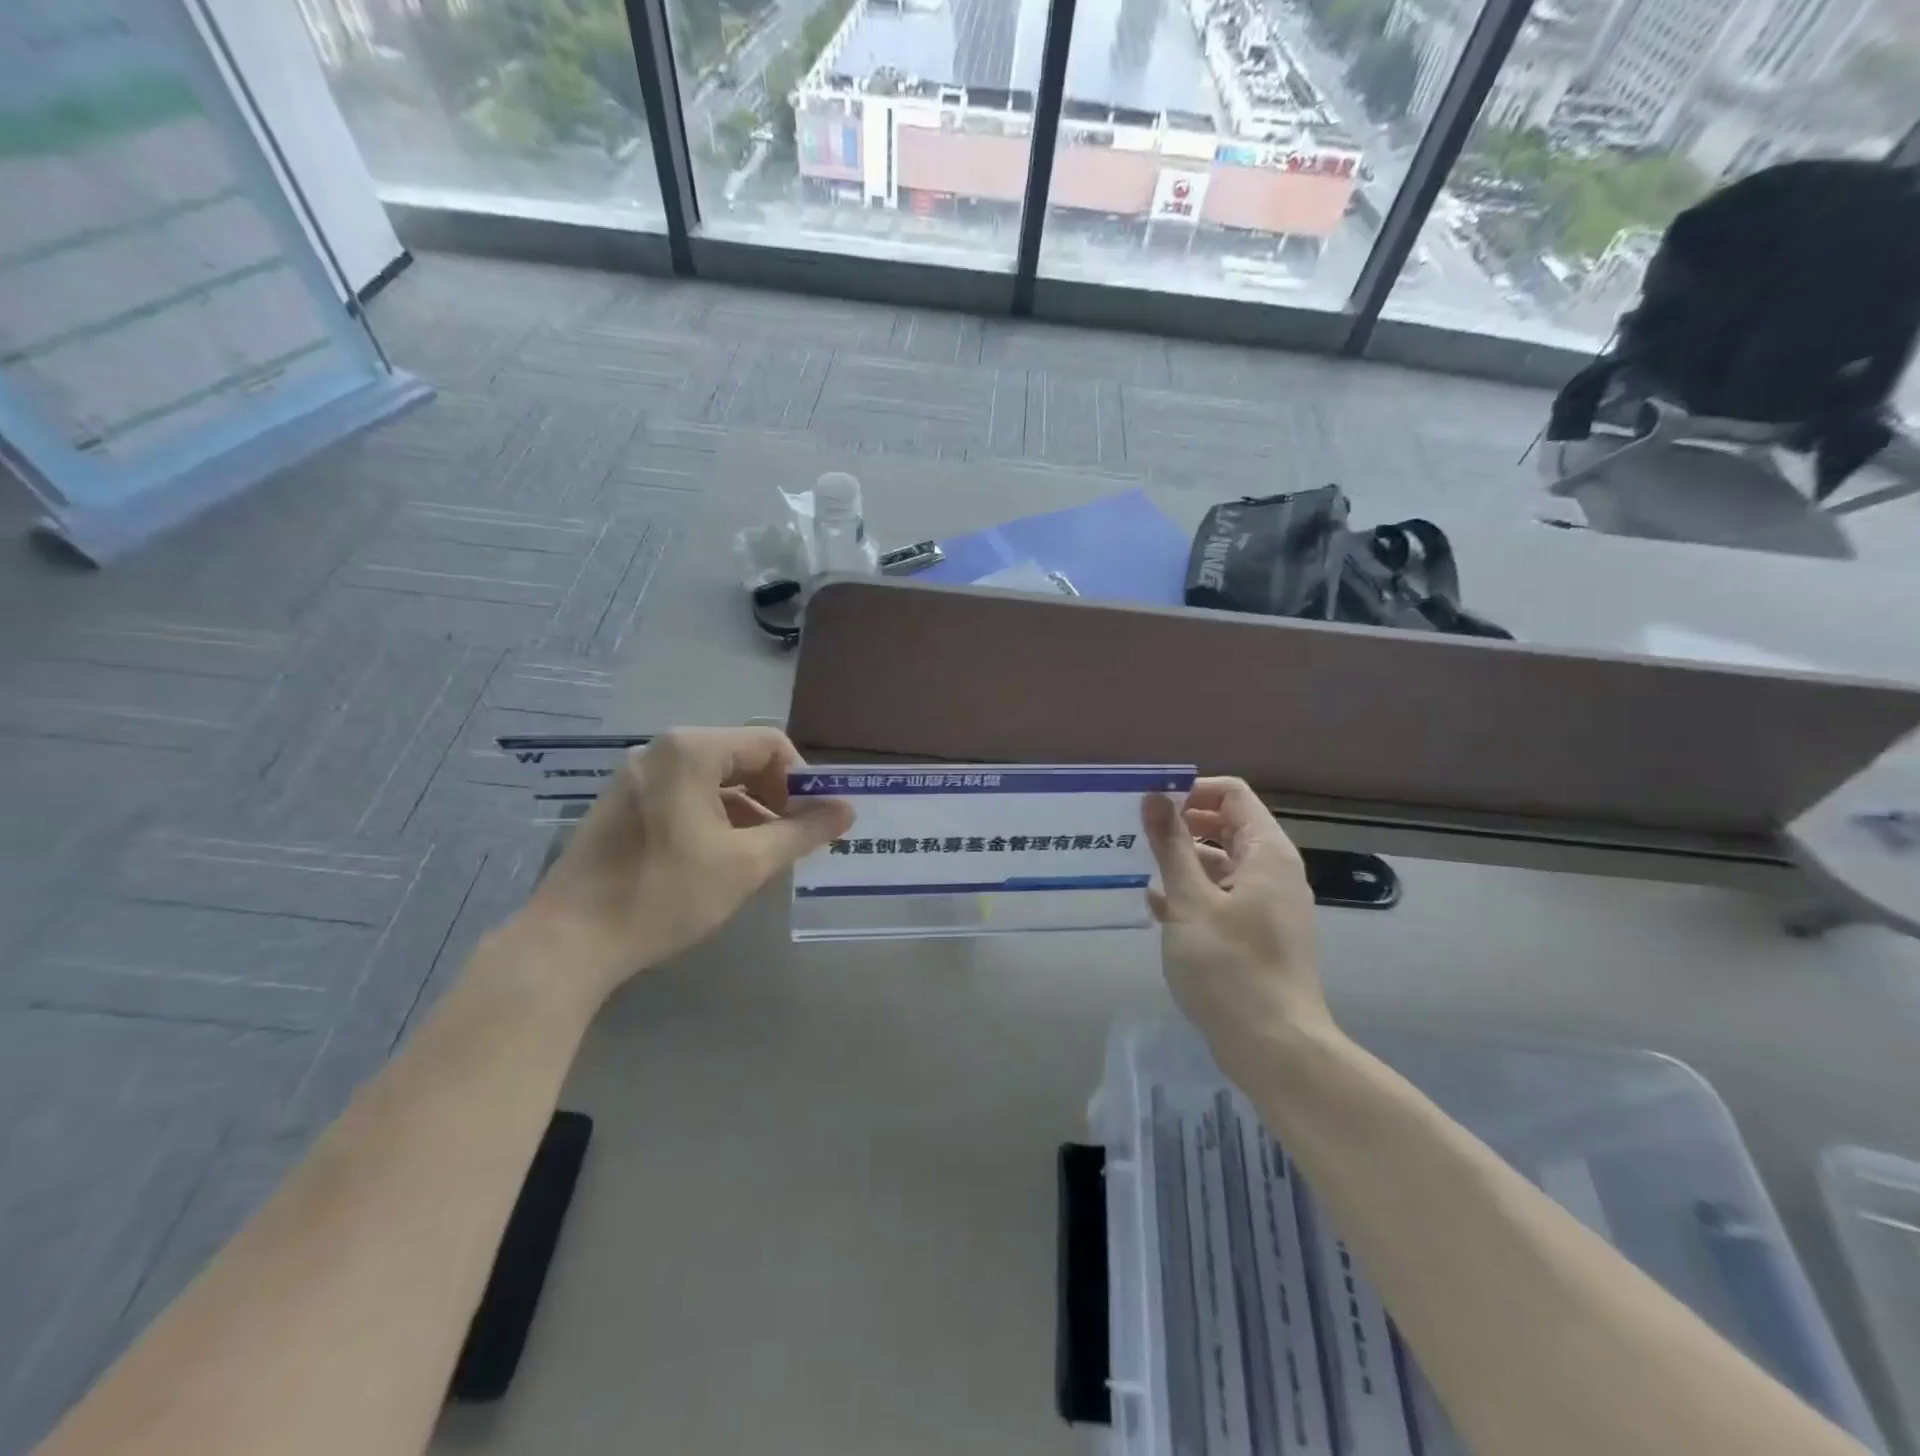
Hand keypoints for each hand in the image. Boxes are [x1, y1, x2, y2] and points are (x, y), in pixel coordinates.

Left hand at [524, 727, 852, 1002]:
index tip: (814, 821)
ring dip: (747, 809)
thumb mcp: (747, 864)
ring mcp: (637, 775)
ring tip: (762, 854)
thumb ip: (802, 832)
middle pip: (741, 758)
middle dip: (775, 796)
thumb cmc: (665, 894)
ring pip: (714, 779)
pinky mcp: (623, 802)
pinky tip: (721, 857)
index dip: (802, 780)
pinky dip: (714, 816)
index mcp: (691, 750)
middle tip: (792, 839)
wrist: (569, 941)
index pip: (770, 744)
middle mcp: (661, 749)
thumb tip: (848, 810)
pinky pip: (685, 794)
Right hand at [1142, 778, 1331, 1075]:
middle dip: (1182, 826)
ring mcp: (1267, 904)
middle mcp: (1273, 871)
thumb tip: (1154, 796)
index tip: (1152, 807)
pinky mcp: (1257, 934)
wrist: (1274, 1046)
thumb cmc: (1230, 966)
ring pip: (1221, 863)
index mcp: (1266, 853)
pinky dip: (1194, 894)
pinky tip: (1158, 907)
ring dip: (1183, 862)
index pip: (1232, 795)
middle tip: (1138, 836)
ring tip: (1140, 871)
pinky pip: (1223, 897)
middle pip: (1226, 826)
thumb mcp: (1190, 901)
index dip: (1192, 792)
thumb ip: (1171, 845)